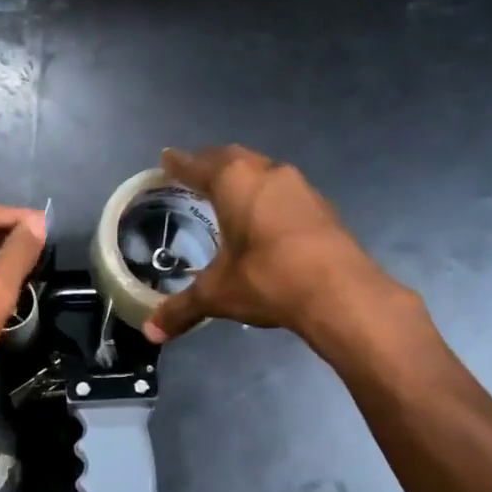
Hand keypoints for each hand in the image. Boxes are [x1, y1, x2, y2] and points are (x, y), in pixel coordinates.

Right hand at [142, 145, 404, 342]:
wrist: (340, 292)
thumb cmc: (267, 278)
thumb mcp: (217, 294)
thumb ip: (181, 309)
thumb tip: (151, 333)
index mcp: (235, 182)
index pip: (198, 166)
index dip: (179, 164)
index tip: (166, 158)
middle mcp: (267, 173)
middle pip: (233, 158)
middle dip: (212, 163)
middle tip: (195, 172)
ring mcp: (300, 187)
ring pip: (263, 170)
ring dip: (244, 176)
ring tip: (229, 192)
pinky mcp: (321, 207)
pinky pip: (285, 191)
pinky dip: (267, 196)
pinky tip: (266, 217)